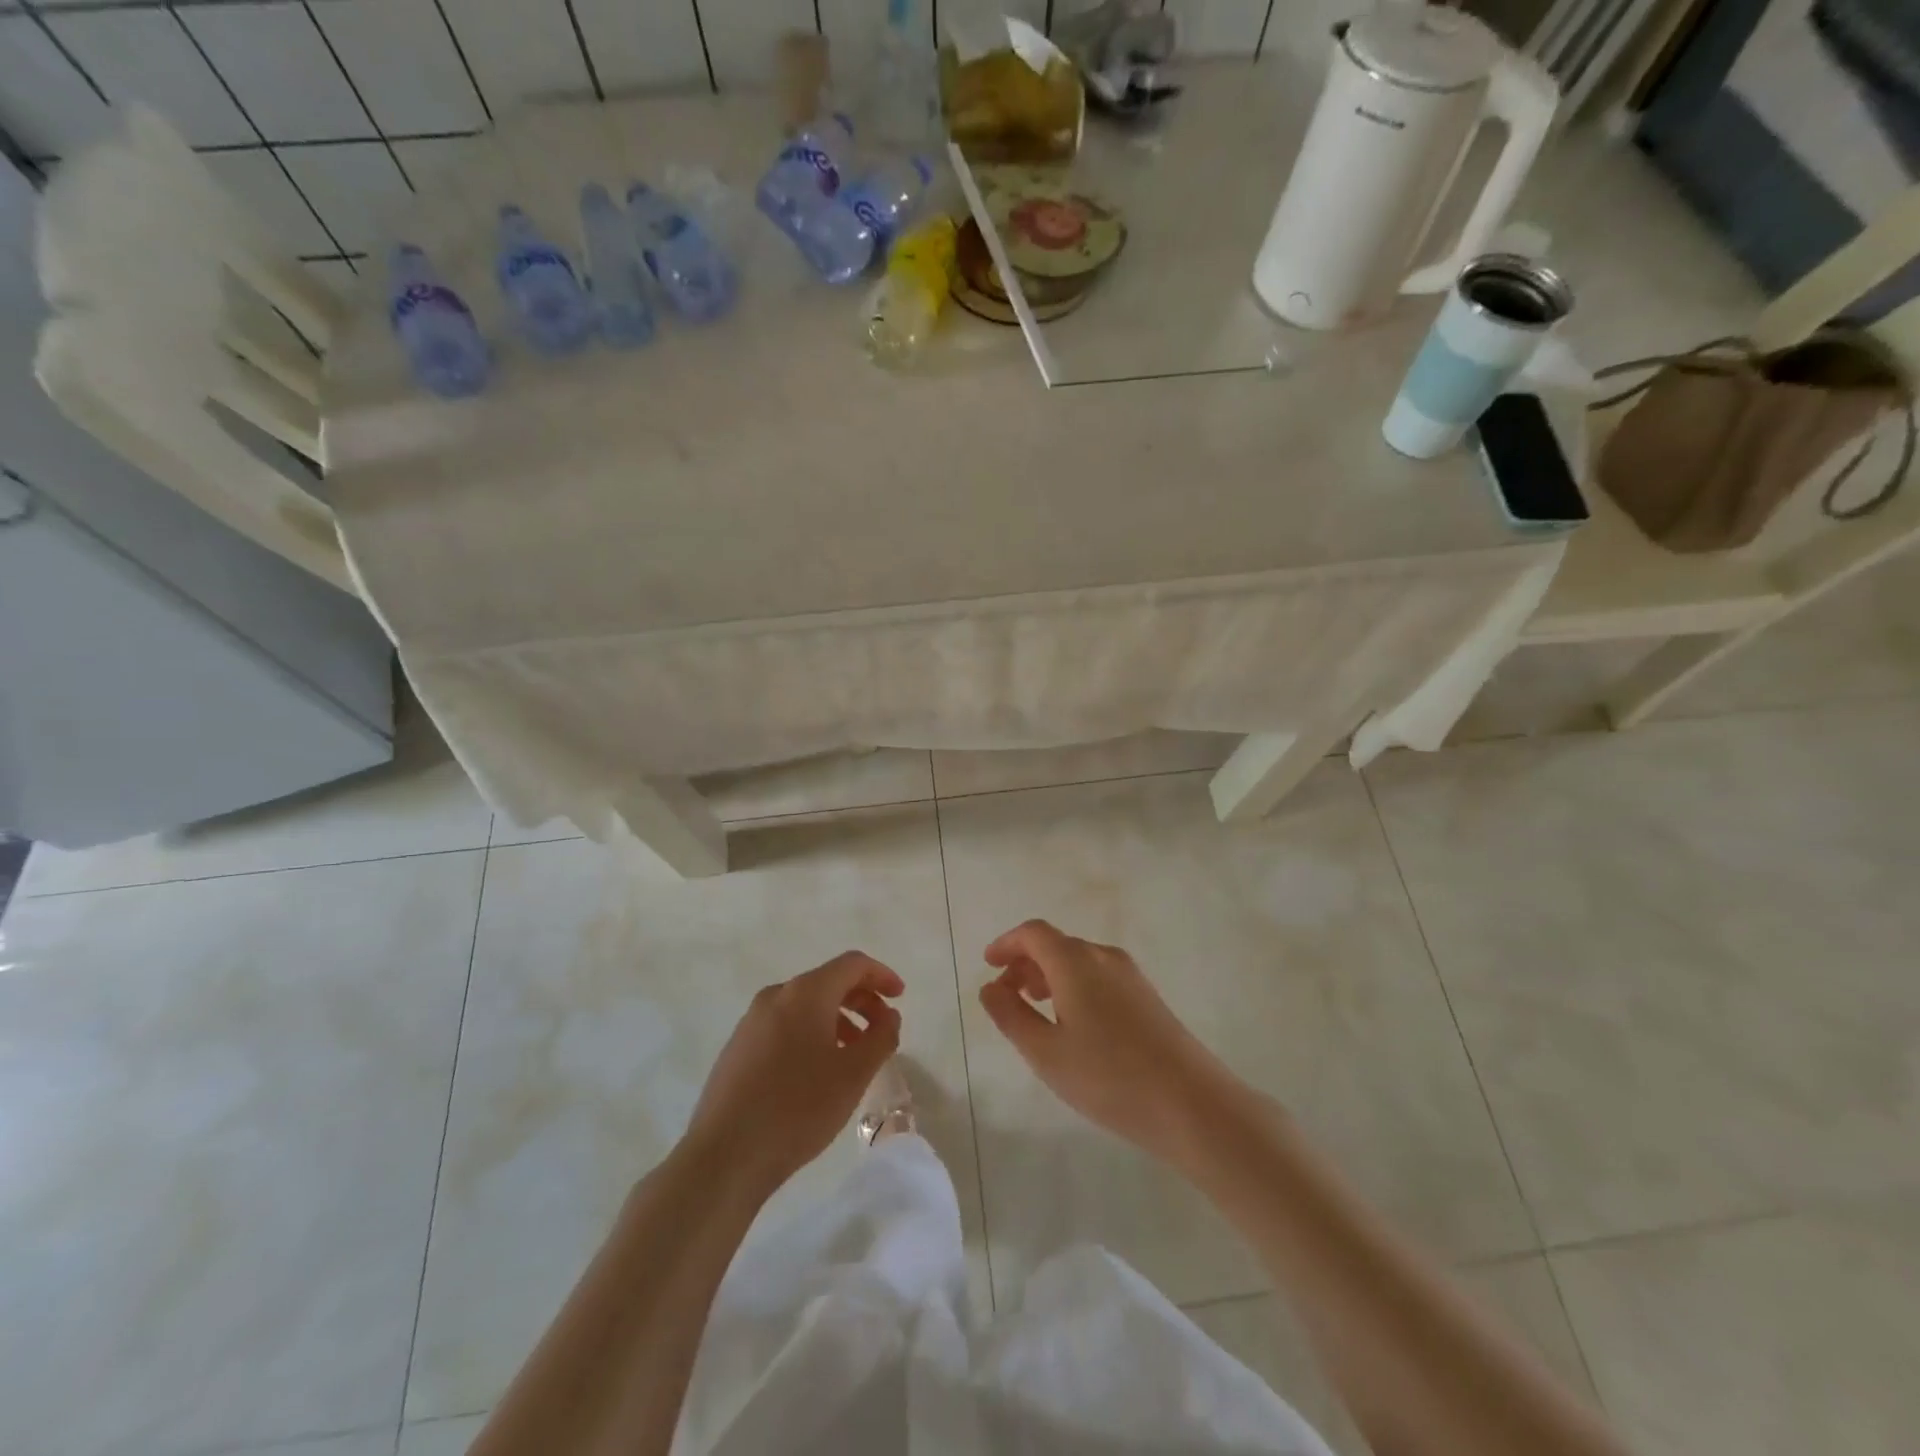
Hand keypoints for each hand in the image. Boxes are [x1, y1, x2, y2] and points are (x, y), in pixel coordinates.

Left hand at [682, 952, 903, 1199]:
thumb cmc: (798, 1108)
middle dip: (861, 1000)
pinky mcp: (737, 1048)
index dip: (881, 975)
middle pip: (828, 982)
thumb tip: (889, 1015)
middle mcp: (776, 996)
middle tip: (882, 1029)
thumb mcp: (854, 1074)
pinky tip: (817, 1071)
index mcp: (805, 992)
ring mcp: (751, 1021)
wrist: (724, 1156)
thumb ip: (881, 1037)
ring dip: (837, 1020)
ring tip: (853, 1056)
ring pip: (805, 1006)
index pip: (852, 964)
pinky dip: (811, 1034)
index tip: (900, 997)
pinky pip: (784, 1026)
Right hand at [979, 920, 1244, 1168]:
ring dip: (1050, 976)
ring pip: (1079, 961)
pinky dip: (1073, 986)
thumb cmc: (1109, 1078)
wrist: (1191, 1103)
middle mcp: (1103, 957)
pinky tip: (1073, 1024)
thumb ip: (1011, 1016)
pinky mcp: (1147, 996)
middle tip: (1006, 995)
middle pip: (1056, 945)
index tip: (988, 965)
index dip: (1007, 944)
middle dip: (1025, 963)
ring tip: (1035, 1010)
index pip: (1034, 933)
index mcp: (1075, 962)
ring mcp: (1130, 975)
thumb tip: (990, 987)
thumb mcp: (1046, 1053)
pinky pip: (1098, 975)